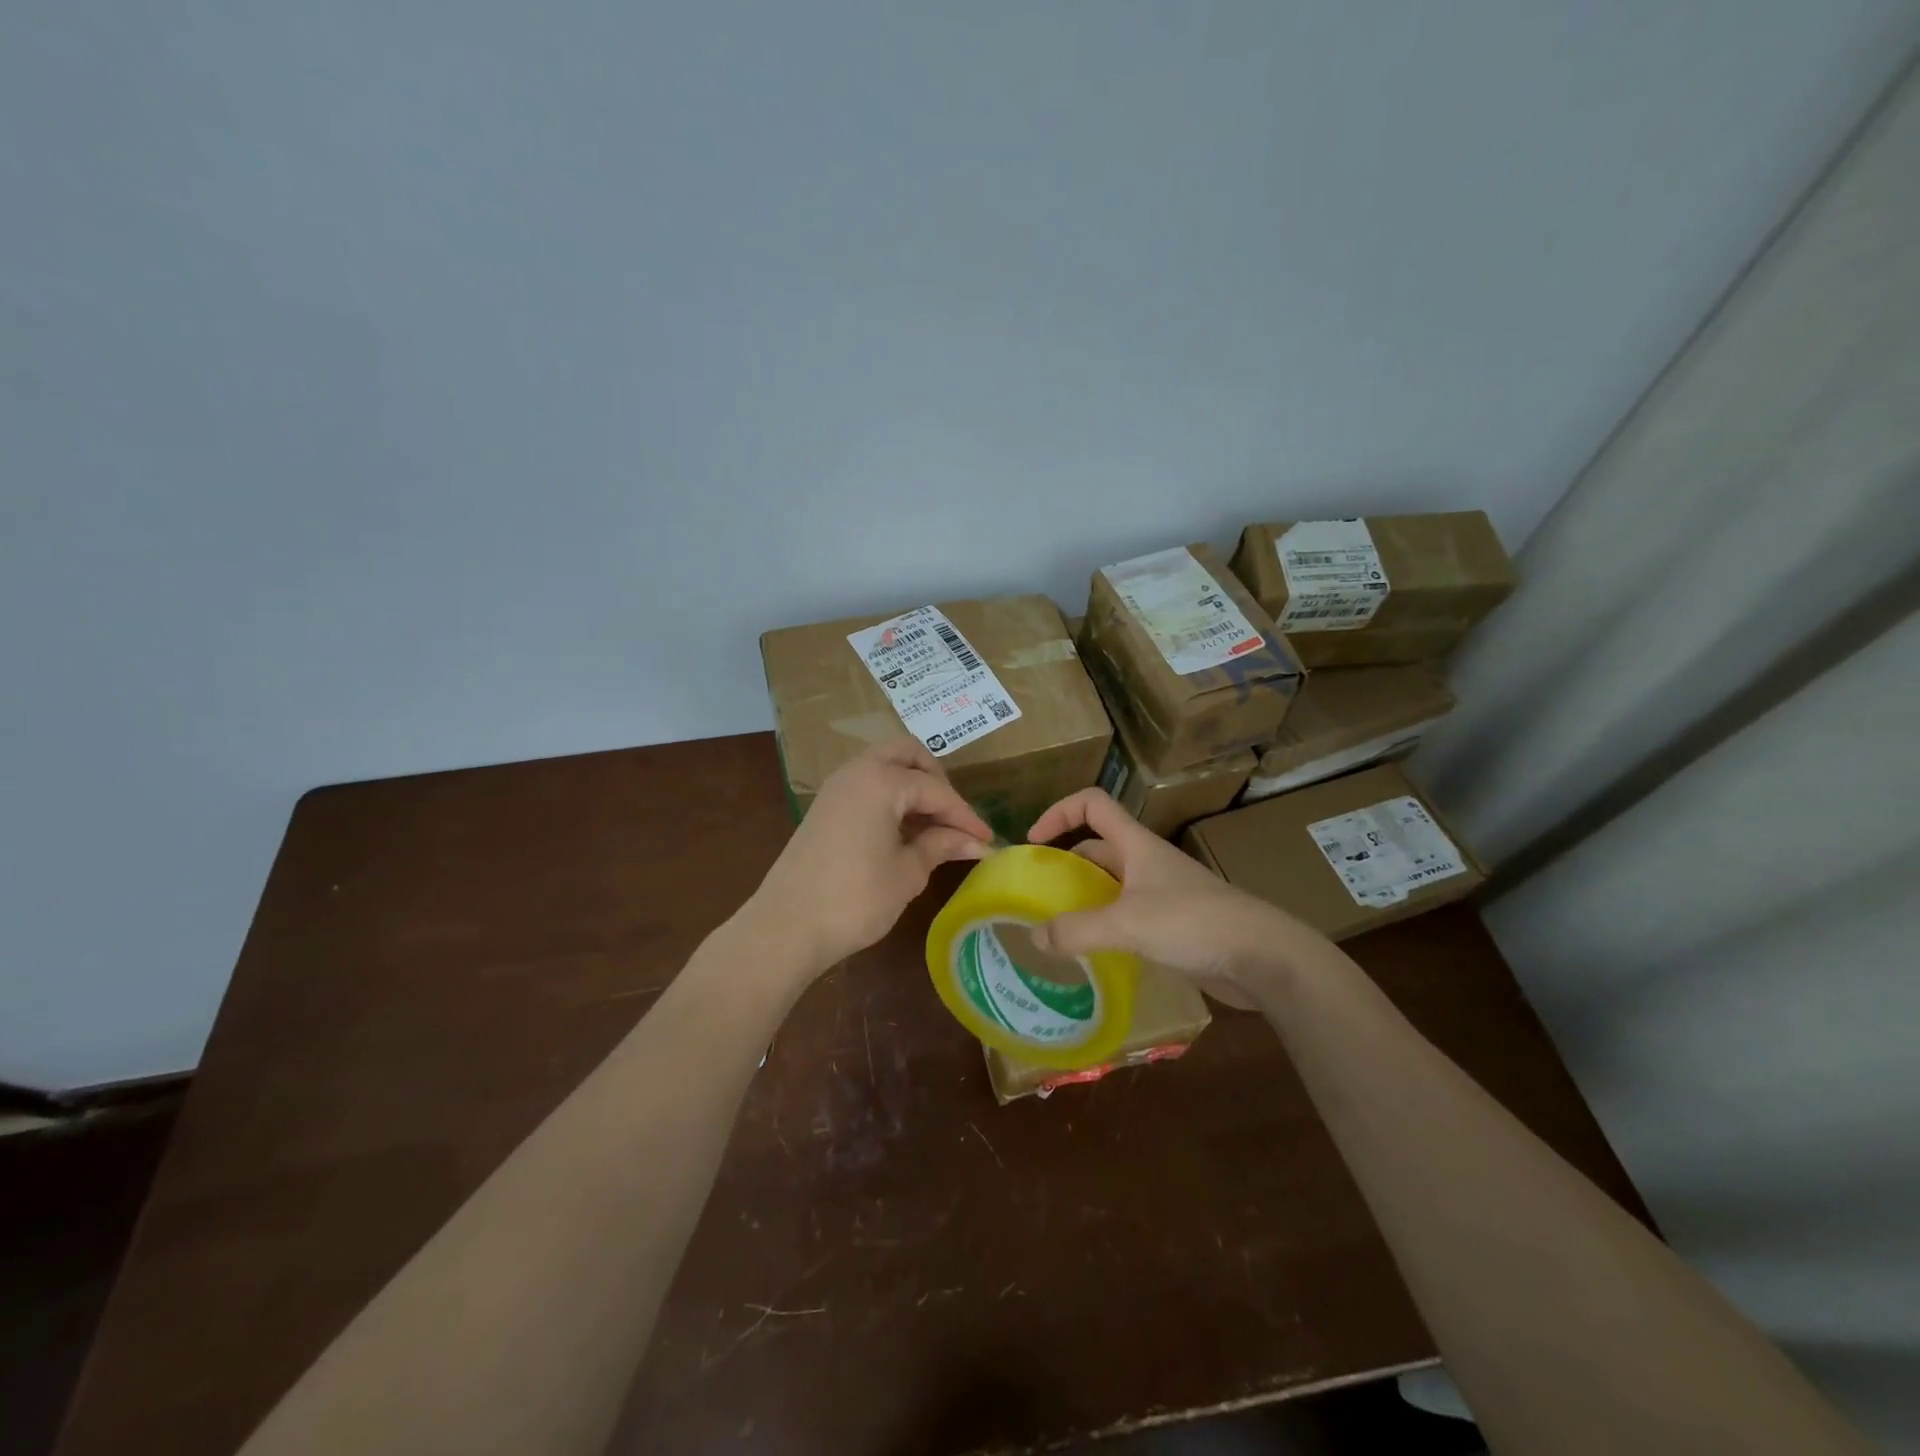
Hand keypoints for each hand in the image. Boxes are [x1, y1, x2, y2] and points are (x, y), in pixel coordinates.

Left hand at [749, 738, 993, 974]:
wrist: (785, 927)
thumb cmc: (855, 899)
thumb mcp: (907, 873)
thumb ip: (942, 846)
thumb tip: (976, 843)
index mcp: (881, 780)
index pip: (936, 789)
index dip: (965, 815)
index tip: (987, 839)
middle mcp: (857, 771)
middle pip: (907, 754)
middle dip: (937, 779)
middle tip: (954, 817)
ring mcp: (836, 787)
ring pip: (884, 766)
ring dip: (912, 786)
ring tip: (934, 827)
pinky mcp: (825, 807)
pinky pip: (867, 785)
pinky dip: (891, 797)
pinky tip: (905, 832)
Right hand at [1025, 787, 1327, 1003]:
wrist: (1262, 956)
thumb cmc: (1194, 923)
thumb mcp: (1128, 924)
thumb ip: (1077, 930)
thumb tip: (1035, 936)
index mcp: (1137, 845)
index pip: (1093, 804)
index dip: (1060, 812)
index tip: (1034, 841)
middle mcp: (1147, 862)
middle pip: (1098, 847)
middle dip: (1066, 864)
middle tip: (1038, 894)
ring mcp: (1162, 893)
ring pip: (1112, 885)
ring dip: (1084, 898)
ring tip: (1055, 926)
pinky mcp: (1173, 925)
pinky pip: (1127, 916)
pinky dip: (1105, 925)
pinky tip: (1091, 951)